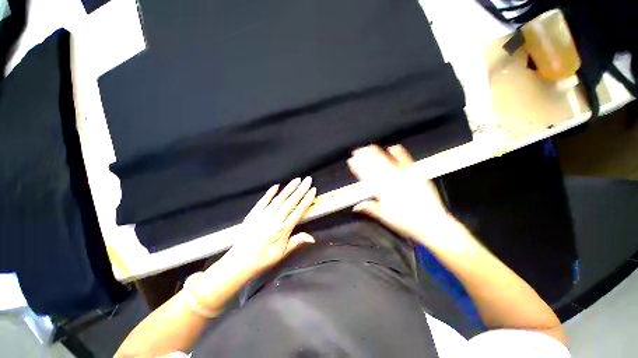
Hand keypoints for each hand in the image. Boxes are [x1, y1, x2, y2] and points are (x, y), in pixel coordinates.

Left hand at [227, 177, 316, 278]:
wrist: (240, 262)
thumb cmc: (264, 259)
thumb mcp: (282, 254)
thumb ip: (296, 242)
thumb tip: (313, 237)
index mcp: (283, 229)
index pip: (298, 211)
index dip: (306, 200)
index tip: (313, 190)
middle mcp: (275, 219)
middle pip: (290, 202)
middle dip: (300, 190)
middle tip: (308, 179)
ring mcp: (263, 215)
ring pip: (279, 199)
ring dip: (289, 188)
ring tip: (297, 179)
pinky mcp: (253, 214)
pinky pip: (263, 201)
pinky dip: (270, 193)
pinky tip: (276, 186)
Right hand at [347, 145, 452, 244]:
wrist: (432, 224)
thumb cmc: (408, 223)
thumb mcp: (385, 218)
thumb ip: (370, 209)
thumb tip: (356, 206)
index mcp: (383, 192)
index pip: (367, 176)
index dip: (358, 167)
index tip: (352, 161)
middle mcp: (392, 182)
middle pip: (375, 166)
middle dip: (365, 157)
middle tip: (358, 150)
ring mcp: (405, 177)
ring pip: (387, 162)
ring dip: (377, 153)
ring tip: (370, 146)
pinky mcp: (416, 175)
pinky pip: (406, 161)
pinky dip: (399, 153)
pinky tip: (394, 147)